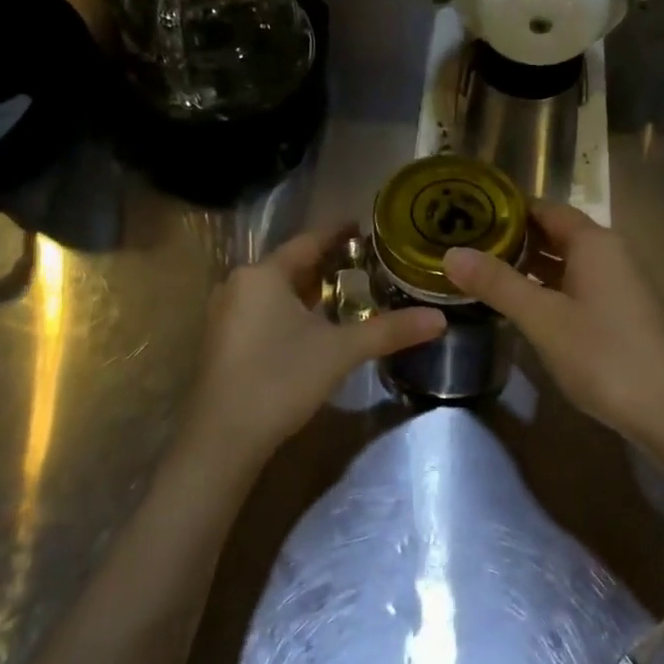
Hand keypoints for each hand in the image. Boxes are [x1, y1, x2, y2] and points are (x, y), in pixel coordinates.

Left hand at [183, 226, 445, 461]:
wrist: (224, 438)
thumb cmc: (281, 379)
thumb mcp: (341, 351)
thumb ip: (390, 331)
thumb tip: (440, 318)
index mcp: (263, 274)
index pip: (308, 241)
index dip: (338, 233)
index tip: (364, 225)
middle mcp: (238, 285)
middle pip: (291, 266)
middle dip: (327, 265)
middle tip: (366, 264)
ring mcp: (225, 315)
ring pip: (276, 292)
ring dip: (309, 291)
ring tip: (347, 293)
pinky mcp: (223, 343)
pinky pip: (263, 312)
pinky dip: (291, 311)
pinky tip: (314, 327)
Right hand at [443, 201, 663, 439]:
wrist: (663, 407)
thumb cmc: (601, 354)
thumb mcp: (542, 317)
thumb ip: (497, 283)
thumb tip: (451, 253)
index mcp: (594, 242)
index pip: (545, 208)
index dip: (507, 209)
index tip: (467, 215)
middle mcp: (609, 253)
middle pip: (556, 233)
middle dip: (513, 237)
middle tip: (466, 245)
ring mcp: (617, 283)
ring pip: (565, 261)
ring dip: (529, 264)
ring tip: (483, 271)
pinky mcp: (619, 311)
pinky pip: (576, 285)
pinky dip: (547, 286)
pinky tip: (520, 303)